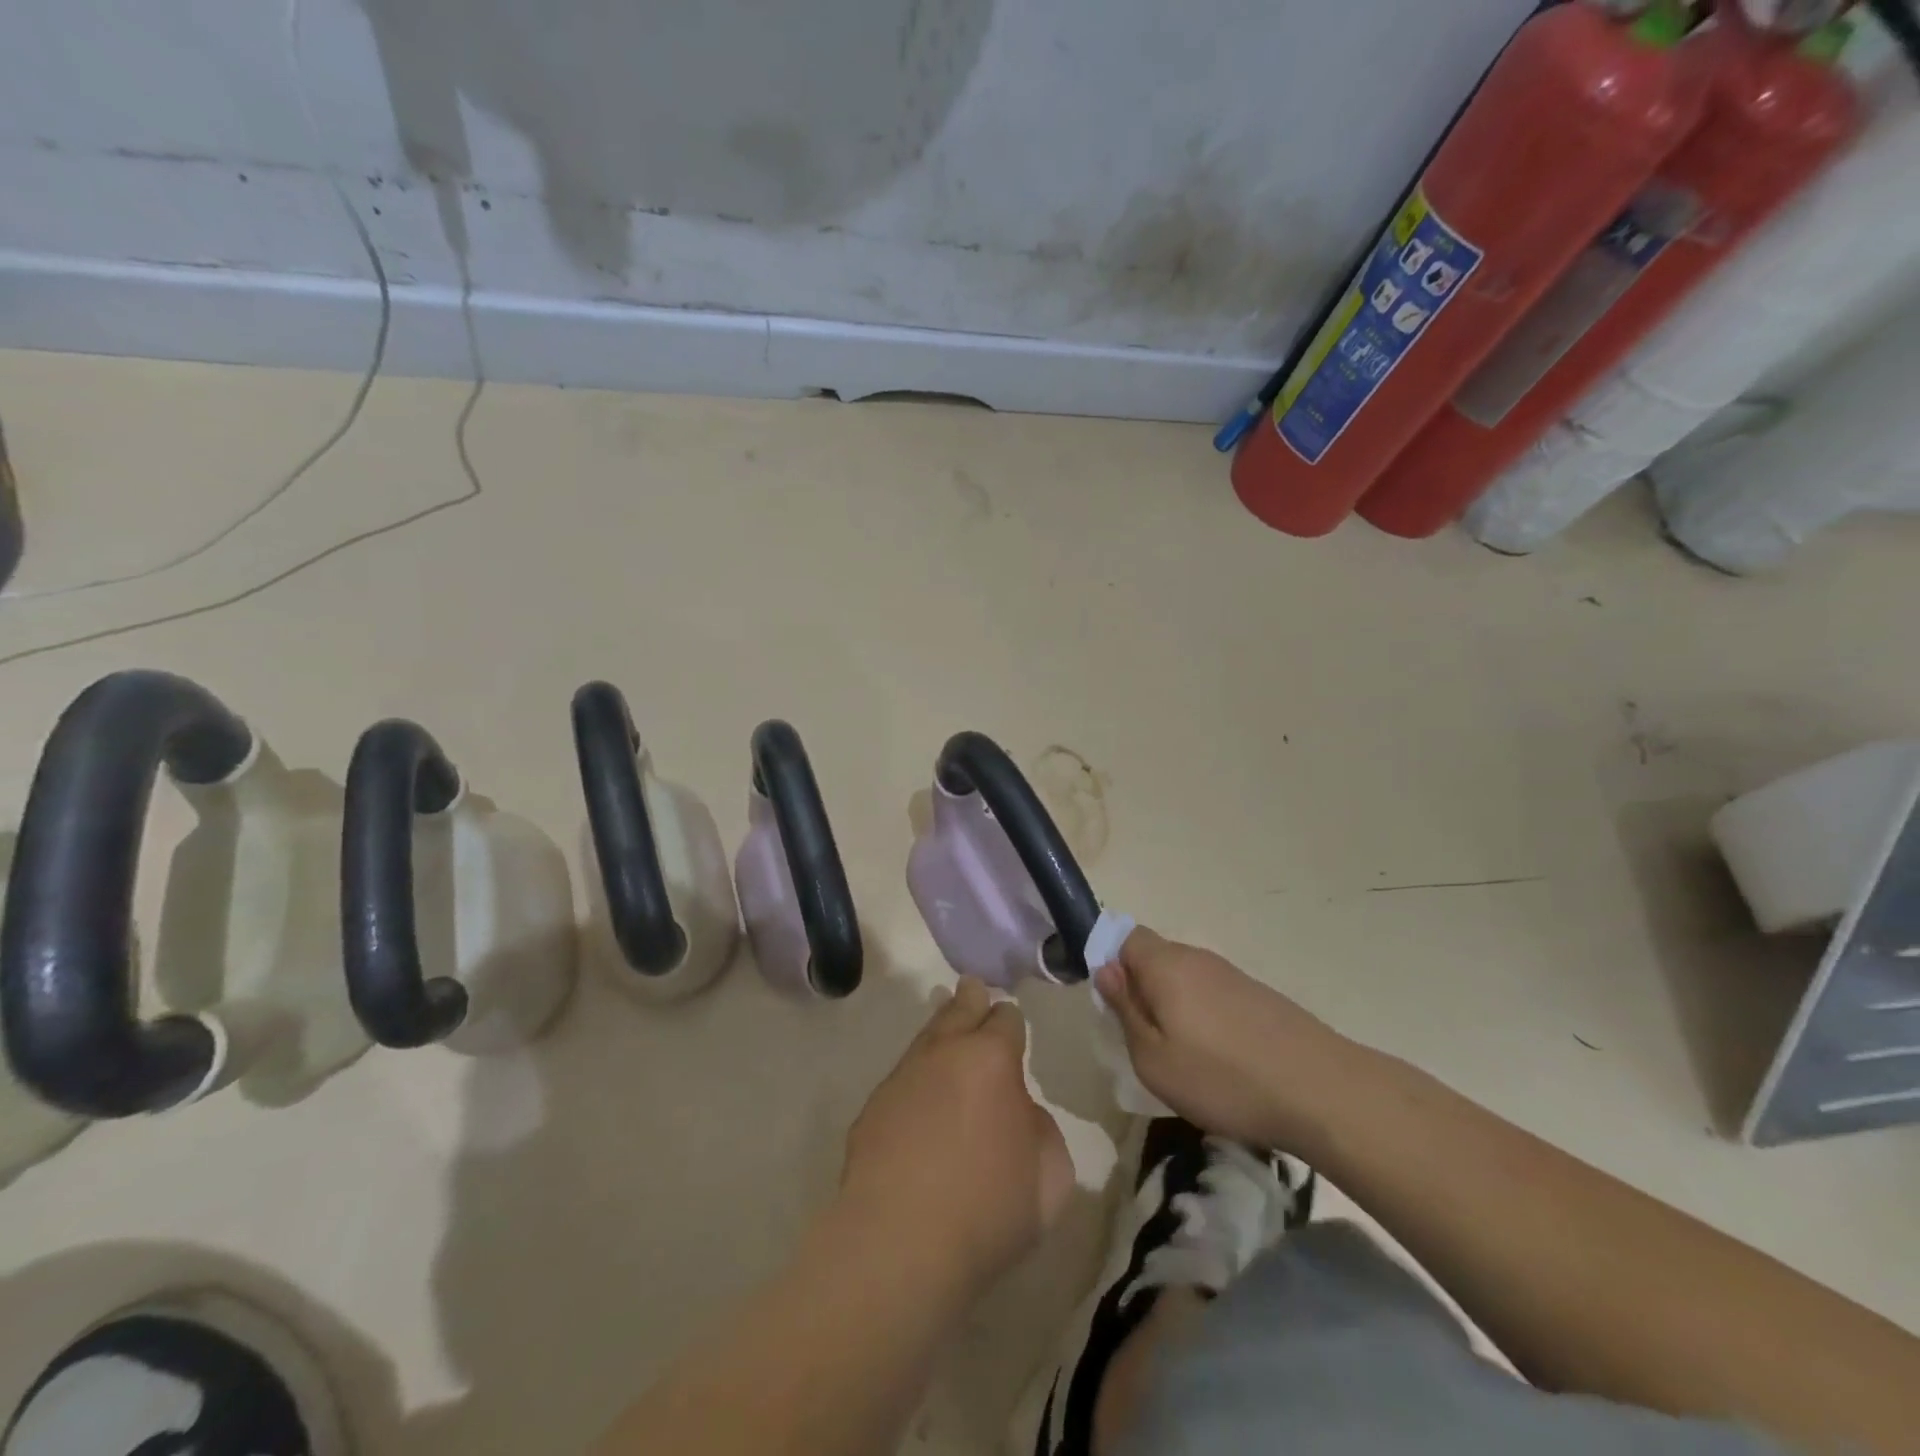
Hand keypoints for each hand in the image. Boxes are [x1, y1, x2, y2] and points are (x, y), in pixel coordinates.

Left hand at [841, 980, 1073, 1289]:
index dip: (1012, 1022)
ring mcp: (902, 1076)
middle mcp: (944, 1053)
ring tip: (946, 1024)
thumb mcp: (1051, 1175)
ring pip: (926, 1037)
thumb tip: (1019, 1112)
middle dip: (971, 999)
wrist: (898, 1244)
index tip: (1013, 1030)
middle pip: (959, 1009)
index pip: (1006, 1018)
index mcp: (991, 1058)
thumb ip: (1041, 1128)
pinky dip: (917, 1076)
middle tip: (973, 990)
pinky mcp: (873, 1108)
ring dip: (940, 1030)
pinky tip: (920, 1095)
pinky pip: (902, 1077)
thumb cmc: (988, 1209)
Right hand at [1095, 927, 1354, 1155]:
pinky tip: (1219, 1059)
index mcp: (1166, 964)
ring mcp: (1232, 975)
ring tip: (1182, 1056)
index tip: (1111, 1005)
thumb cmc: (1223, 1078)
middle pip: (1155, 958)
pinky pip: (1213, 995)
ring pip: (1185, 978)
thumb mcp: (1154, 1059)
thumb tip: (1106, 971)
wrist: (1323, 1092)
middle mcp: (1197, 958)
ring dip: (1173, 1006)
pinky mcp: (1259, 996)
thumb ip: (1125, 1010)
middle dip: (1141, 989)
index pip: (1125, 937)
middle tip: (1142, 1038)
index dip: (1110, 963)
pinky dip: (1204, 1017)